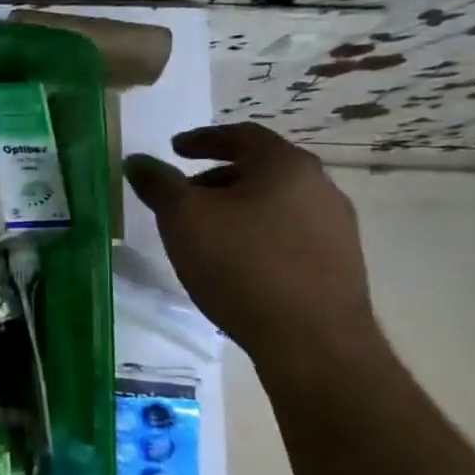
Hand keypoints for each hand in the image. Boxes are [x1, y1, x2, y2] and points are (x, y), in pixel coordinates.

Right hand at [125, 124, 378, 372]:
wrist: (311, 339)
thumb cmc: (240, 265)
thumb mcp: (183, 218)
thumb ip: (158, 184)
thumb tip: (137, 161)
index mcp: (286, 166)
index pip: (242, 135)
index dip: (203, 138)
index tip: (175, 148)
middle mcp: (320, 187)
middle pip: (259, 169)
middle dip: (216, 178)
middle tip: (182, 196)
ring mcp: (335, 227)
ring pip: (273, 203)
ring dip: (236, 209)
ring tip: (204, 234)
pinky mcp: (337, 263)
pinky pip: (287, 234)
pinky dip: (256, 235)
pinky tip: (234, 263)